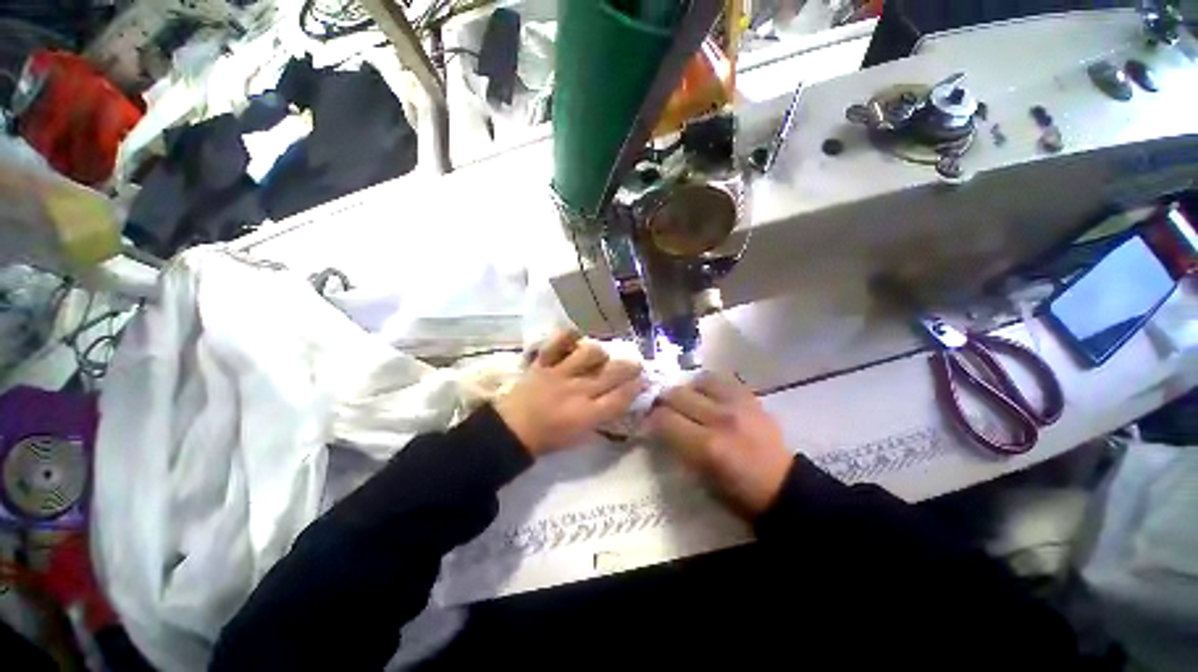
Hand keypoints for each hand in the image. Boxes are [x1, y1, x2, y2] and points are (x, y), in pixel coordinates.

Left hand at [495, 331, 643, 455]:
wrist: (511, 431)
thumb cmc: (547, 438)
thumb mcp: (579, 437)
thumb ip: (601, 419)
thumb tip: (618, 402)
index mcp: (587, 414)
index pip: (621, 398)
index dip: (636, 387)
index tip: (644, 381)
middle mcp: (578, 390)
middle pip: (612, 372)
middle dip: (630, 366)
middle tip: (635, 364)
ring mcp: (559, 373)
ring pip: (589, 353)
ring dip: (599, 353)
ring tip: (599, 356)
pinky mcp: (543, 363)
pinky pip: (557, 342)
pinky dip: (567, 336)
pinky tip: (574, 339)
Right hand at [647, 373, 791, 516]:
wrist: (783, 488)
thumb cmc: (737, 494)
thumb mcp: (699, 479)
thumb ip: (676, 448)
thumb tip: (656, 426)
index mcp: (707, 447)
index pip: (664, 419)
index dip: (651, 420)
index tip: (648, 423)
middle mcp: (720, 419)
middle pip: (676, 395)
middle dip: (663, 402)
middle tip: (663, 411)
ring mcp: (738, 404)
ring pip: (696, 381)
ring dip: (686, 391)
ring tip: (687, 403)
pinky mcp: (750, 397)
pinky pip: (720, 378)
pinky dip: (707, 385)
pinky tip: (706, 395)